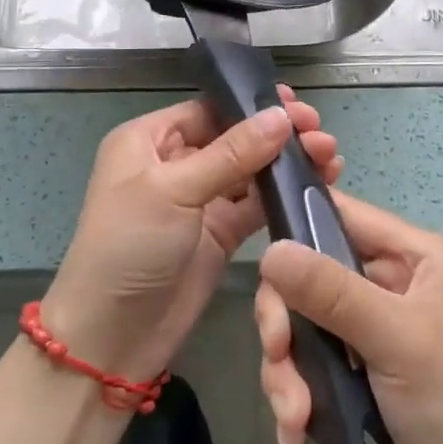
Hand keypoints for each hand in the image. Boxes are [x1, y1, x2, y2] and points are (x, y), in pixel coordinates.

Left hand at [42, 88, 340, 386]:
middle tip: (320, 134)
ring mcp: (200, 200)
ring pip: (251, 170)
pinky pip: (257, 205)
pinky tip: (319, 183)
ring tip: (330, 157)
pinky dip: (285, 194)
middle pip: (235, 137)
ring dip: (287, 162)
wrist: (112, 338)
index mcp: (150, 140)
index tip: (297, 105)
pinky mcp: (220, 233)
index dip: (252, 106)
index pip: (209, 110)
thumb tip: (280, 116)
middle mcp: (176, 163)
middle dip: (277, 134)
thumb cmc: (129, 247)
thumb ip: (231, 154)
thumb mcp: (173, 191)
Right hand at [255, 191, 442, 443]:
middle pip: (312, 274)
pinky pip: (312, 356)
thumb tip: (269, 251)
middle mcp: (396, 277)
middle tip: (277, 358)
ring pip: (305, 320)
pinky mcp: (361, 361)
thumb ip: (331, 292)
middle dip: (288, 323)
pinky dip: (299, 390)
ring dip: (289, 369)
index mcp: (418, 254)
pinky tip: (295, 431)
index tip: (263, 270)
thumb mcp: (395, 340)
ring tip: (294, 418)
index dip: (298, 229)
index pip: (343, 215)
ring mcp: (376, 321)